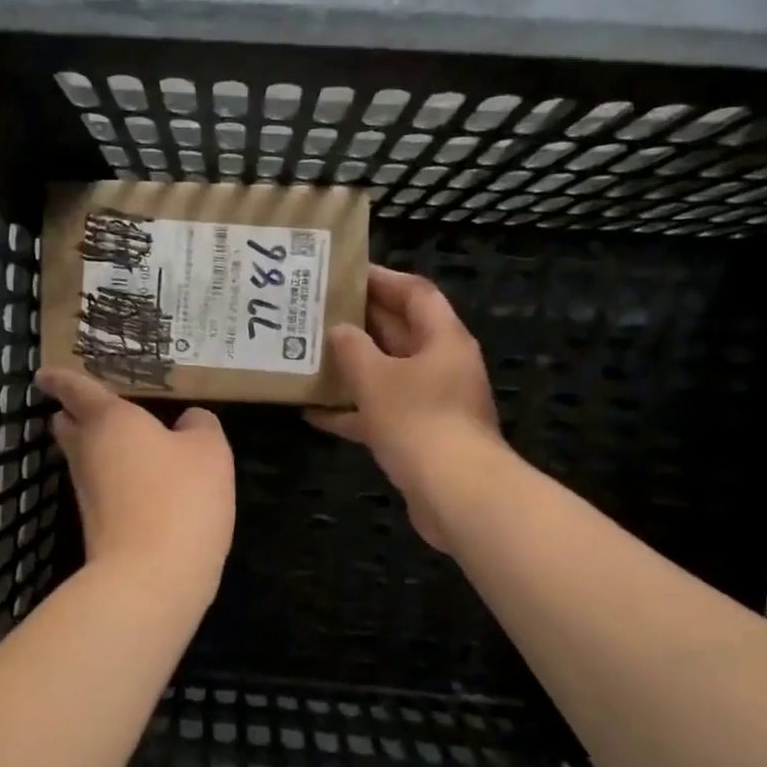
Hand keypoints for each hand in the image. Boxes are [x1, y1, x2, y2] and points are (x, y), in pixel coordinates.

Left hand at [36, 368, 235, 606]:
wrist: (151, 579)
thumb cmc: (180, 498)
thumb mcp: (210, 451)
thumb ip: (200, 426)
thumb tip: (189, 422)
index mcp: (109, 420)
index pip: (75, 388)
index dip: (60, 377)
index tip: (45, 374)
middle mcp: (87, 451)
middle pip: (68, 425)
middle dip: (74, 414)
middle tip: (94, 406)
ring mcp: (87, 492)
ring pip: (84, 458)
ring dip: (99, 448)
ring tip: (130, 441)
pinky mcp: (96, 525)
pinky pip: (102, 487)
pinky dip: (116, 478)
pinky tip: (143, 482)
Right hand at [307, 265, 502, 548]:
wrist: (455, 493)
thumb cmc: (417, 421)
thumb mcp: (376, 377)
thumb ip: (353, 349)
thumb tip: (340, 331)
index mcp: (442, 339)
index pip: (415, 293)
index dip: (382, 279)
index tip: (345, 273)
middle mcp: (442, 365)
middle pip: (400, 332)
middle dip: (361, 322)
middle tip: (317, 312)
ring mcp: (433, 402)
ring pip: (388, 374)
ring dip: (353, 368)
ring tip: (311, 357)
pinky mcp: (420, 436)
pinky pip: (382, 412)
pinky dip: (353, 411)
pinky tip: (314, 413)